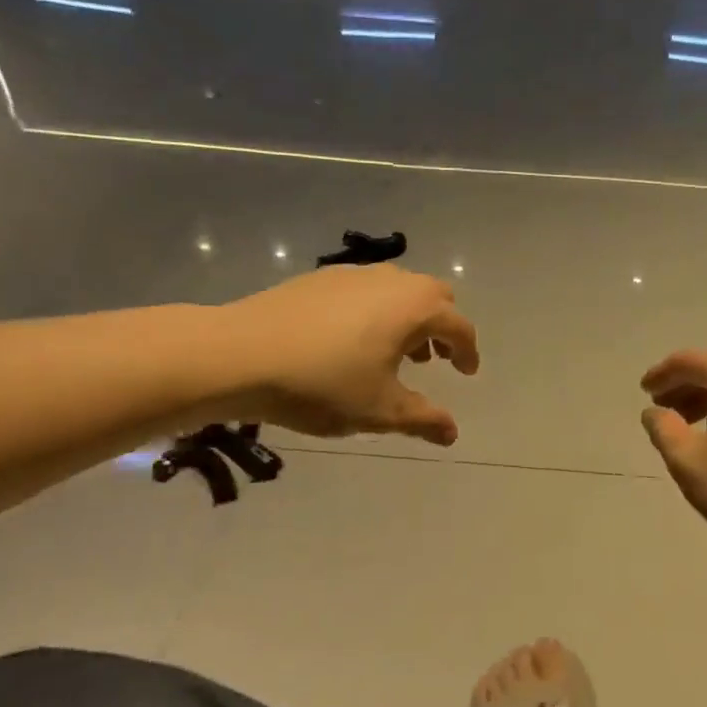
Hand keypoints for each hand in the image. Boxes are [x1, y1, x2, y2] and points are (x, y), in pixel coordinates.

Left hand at [227, 265, 478, 444]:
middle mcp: (391, 280)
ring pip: (399, 289)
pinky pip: (366, 289)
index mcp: (415, 308)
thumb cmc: (322, 384)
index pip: (459, 326)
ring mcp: (353, 273)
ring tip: (394, 352)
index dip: (468, 352)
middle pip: (435, 296)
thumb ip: (423, 419)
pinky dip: (377, 310)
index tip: (467, 374)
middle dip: (442, 327)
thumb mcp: (379, 411)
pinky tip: (351, 341)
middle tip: (433, 360)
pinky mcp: (320, 278)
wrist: (238, 354)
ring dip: (409, 318)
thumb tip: (452, 433)